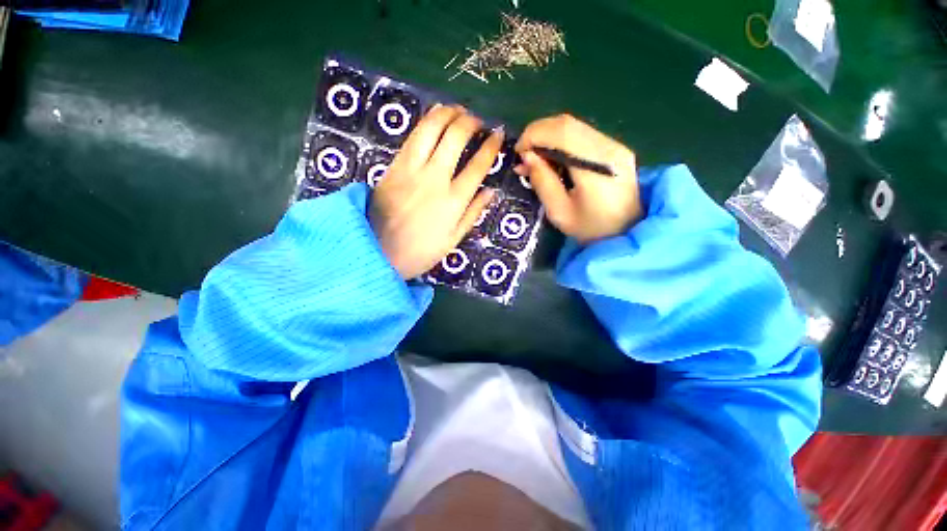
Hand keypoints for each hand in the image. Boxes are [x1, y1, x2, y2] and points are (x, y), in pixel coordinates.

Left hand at [370, 105, 501, 278]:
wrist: (378, 251)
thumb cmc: (420, 251)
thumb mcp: (453, 239)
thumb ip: (473, 213)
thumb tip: (490, 191)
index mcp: (454, 200)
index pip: (478, 165)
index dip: (491, 146)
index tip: (497, 134)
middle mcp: (435, 178)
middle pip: (456, 137)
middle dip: (470, 122)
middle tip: (477, 121)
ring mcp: (412, 169)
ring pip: (431, 128)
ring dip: (447, 113)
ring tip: (457, 111)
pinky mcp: (394, 165)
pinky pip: (413, 136)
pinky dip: (426, 122)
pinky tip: (434, 119)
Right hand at [515, 114, 642, 244]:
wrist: (628, 231)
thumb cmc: (591, 229)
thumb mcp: (560, 212)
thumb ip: (543, 182)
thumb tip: (527, 157)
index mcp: (596, 166)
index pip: (561, 132)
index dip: (534, 135)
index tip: (518, 152)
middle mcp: (608, 148)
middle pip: (567, 124)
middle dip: (538, 133)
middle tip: (523, 155)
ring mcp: (614, 145)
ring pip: (574, 126)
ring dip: (548, 136)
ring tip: (534, 158)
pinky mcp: (614, 148)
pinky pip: (581, 134)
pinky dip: (560, 141)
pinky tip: (552, 158)